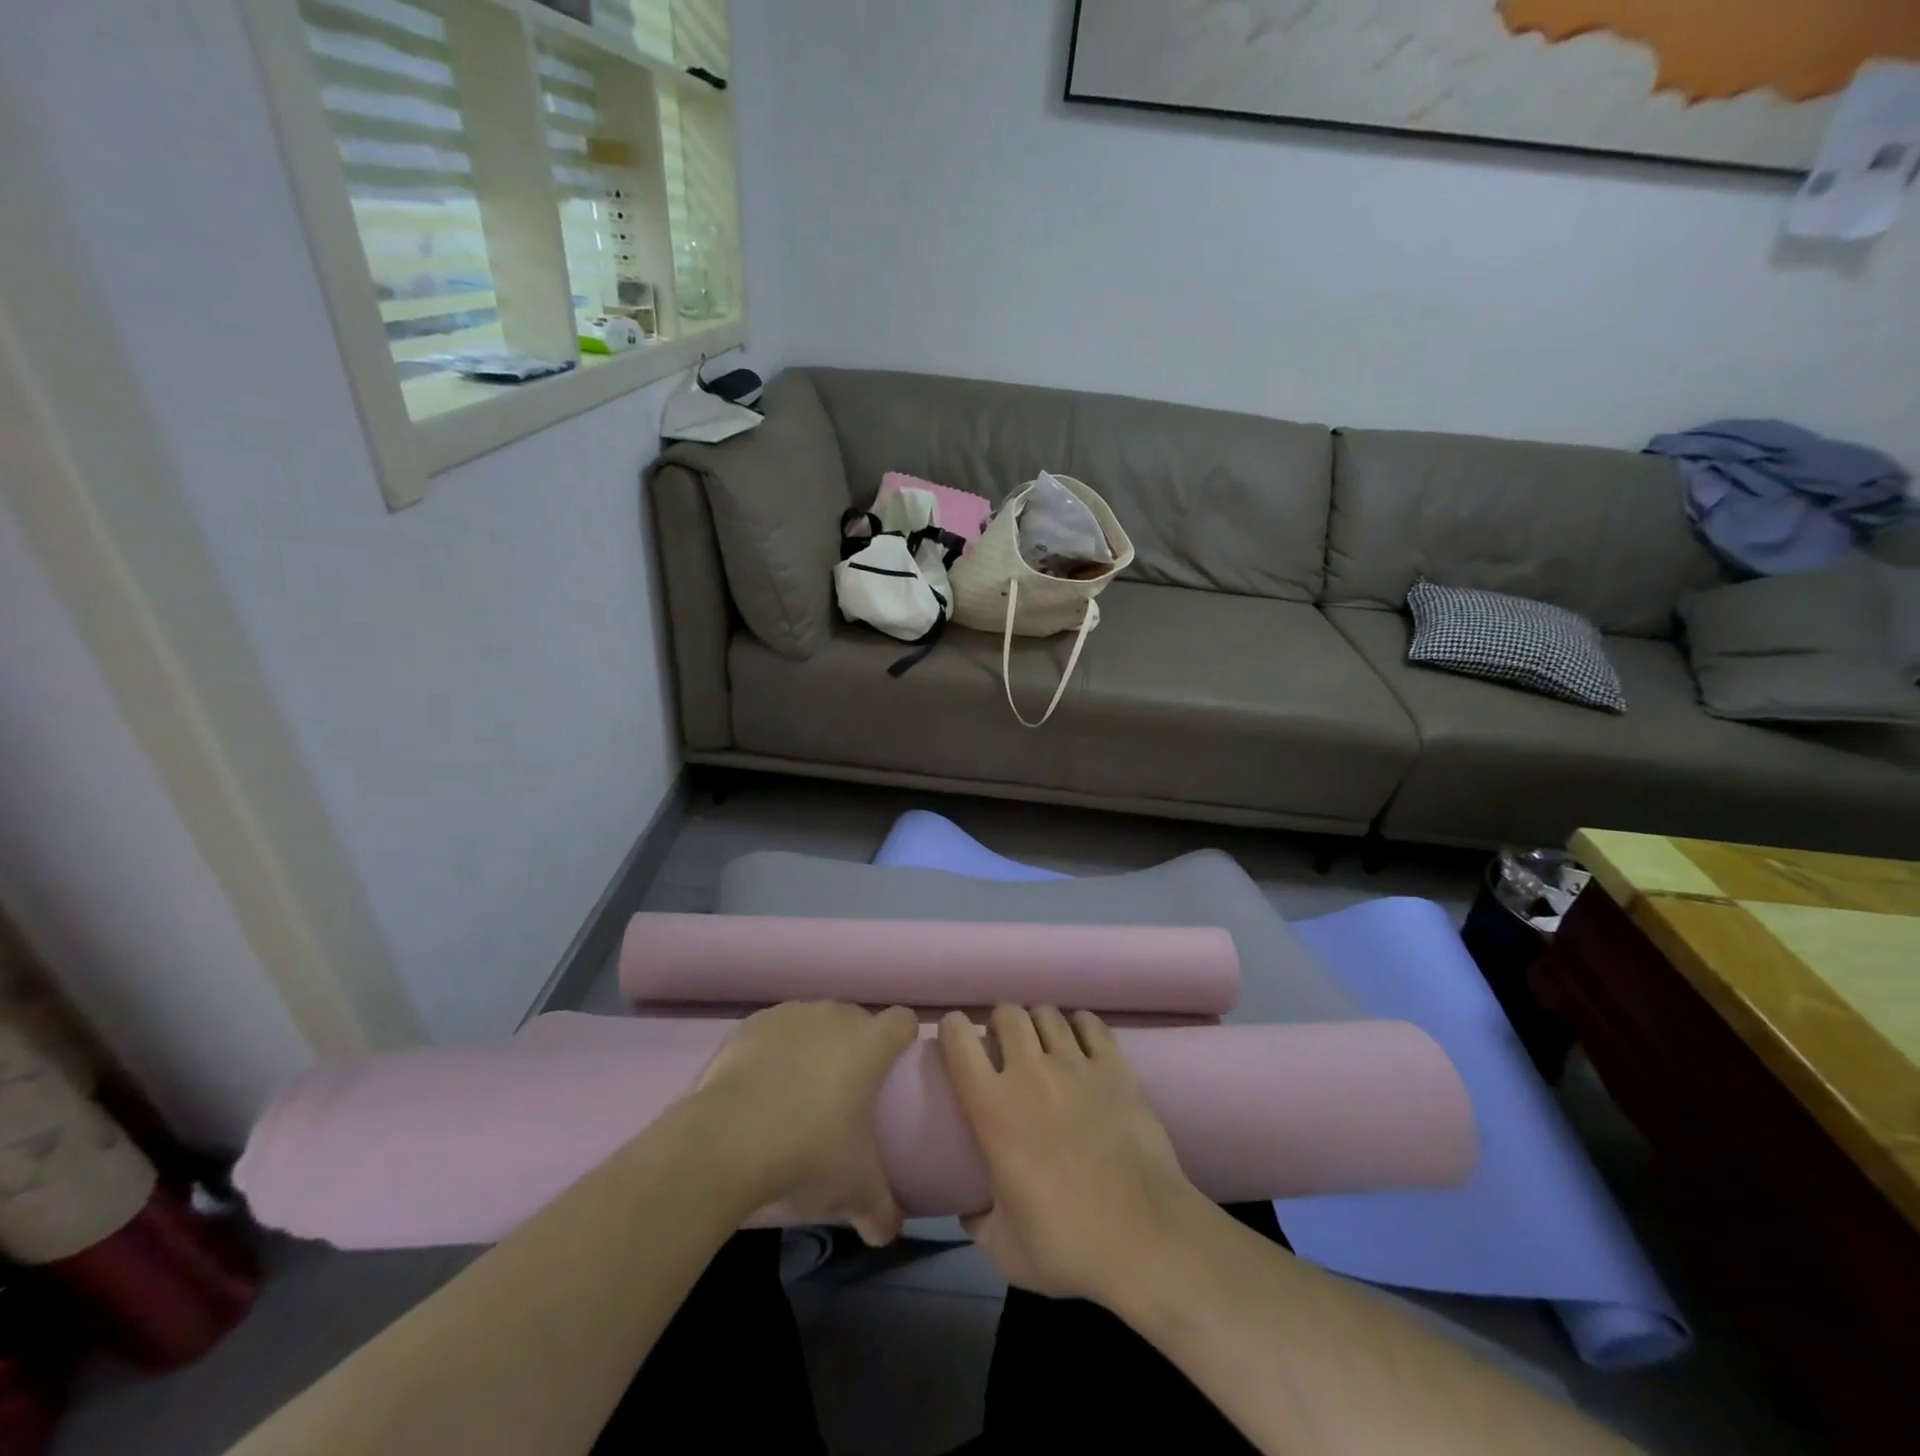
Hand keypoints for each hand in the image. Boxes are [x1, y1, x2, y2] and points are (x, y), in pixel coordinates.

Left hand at [689, 1001, 917, 1245]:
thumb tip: (888, 1234)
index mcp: (870, 1043)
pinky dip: (775, 1051)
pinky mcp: (754, 1023)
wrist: (725, 1140)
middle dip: (855, 1047)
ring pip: (815, 1023)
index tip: (893, 1069)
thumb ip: (881, 1210)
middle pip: (857, 1021)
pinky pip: (776, 1032)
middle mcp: (835, 1016)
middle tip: (845, 1092)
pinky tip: (762, 1087)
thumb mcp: (854, 1190)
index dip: (903, 1040)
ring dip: (815, 1046)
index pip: (903, 1021)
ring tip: (798, 1091)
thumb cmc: (807, 1153)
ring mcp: (792, 1014)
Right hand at [938, 1006, 1208, 1305]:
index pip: (960, 1041)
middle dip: (1000, 1022)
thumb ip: (979, 1222)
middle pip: (1008, 1014)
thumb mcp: (1006, 1250)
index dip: (953, 1029)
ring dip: (1039, 1023)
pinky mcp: (1115, 1067)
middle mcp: (1030, 1073)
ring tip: (1043, 1042)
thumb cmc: (1069, 1245)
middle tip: (1005, 1045)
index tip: (956, 1037)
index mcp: (993, 1109)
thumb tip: (969, 1210)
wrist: (1146, 1238)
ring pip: (1048, 1014)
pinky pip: (1091, 1024)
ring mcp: (1076, 1064)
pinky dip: (1080, 1025)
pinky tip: (1081, 1040)